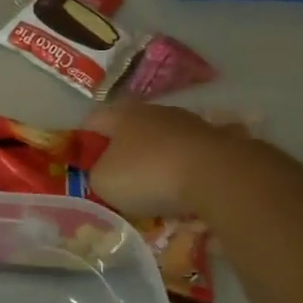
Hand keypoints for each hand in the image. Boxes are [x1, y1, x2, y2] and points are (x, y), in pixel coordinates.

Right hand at [82, 100, 238, 219]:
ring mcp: (190, 123)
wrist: (218, 175)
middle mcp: (155, 112)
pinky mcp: (219, 140)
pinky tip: (186, 190)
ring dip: (158, 159)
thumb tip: (105, 172)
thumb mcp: (104, 182)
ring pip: (164, 140)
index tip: (84, 161)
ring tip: (158, 188)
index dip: (84, 139)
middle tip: (120, 176)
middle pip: (131, 127)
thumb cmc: (149, 174)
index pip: (93, 119)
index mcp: (122, 115)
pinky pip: (192, 155)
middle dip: (124, 149)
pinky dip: (187, 169)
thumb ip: (97, 174)